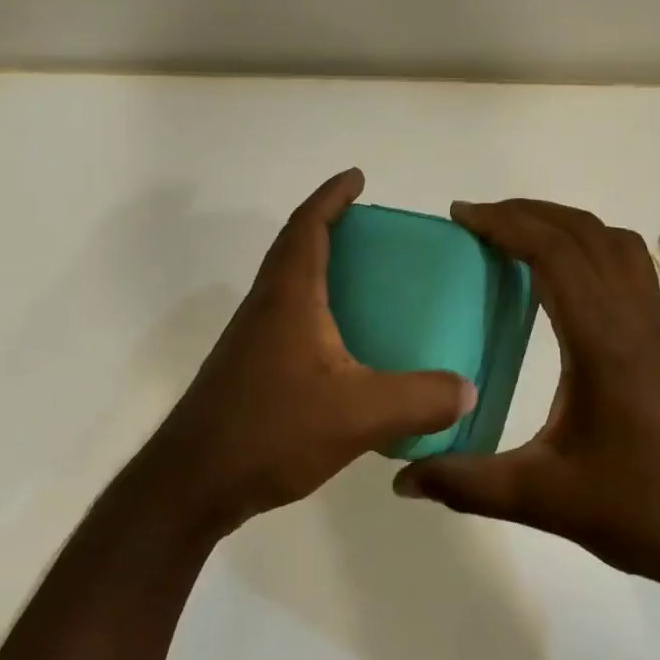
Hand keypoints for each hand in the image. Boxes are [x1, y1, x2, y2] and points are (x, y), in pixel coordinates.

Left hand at [139, 169, 476, 532]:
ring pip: (288, 283)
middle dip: (328, 225)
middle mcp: (265, 307)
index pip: (308, 226)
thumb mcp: (358, 414)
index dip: (331, 196)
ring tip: (364, 281)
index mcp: (289, 297)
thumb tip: (466, 388)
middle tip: (370, 228)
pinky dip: (315, 308)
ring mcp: (251, 338)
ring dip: (319, 266)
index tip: (357, 177)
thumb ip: (419, 399)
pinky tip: (342, 347)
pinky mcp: (248, 368)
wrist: (192, 482)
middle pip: (294, 247)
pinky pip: (287, 317)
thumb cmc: (271, 430)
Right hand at [394, 199, 659, 604]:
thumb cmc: (645, 511)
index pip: (556, 254)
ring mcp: (654, 328)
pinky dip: (591, 249)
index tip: (461, 216)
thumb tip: (403, 479)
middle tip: (477, 219)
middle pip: (585, 233)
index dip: (507, 224)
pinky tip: (563, 282)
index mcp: (604, 343)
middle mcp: (633, 320)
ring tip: (518, 235)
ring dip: (565, 224)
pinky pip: (628, 269)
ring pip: (614, 244)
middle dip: (528, 212)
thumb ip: (468, 485)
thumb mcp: (546, 500)